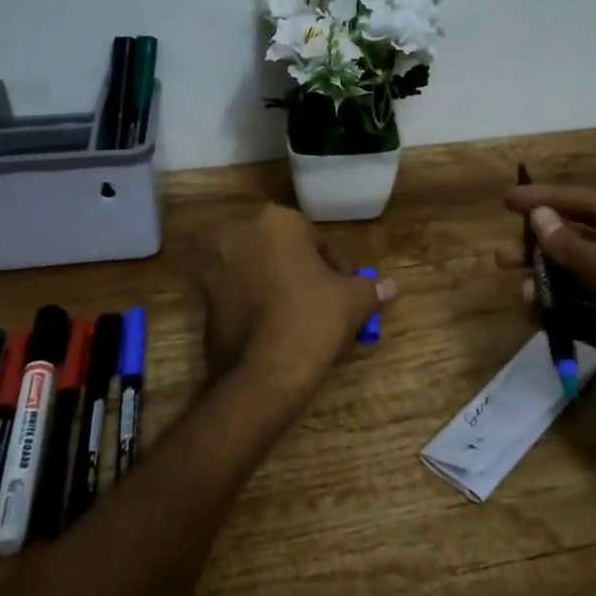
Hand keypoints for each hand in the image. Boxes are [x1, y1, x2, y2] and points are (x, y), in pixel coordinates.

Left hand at [204, 204, 395, 404]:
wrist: (264, 373)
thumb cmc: (313, 319)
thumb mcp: (352, 301)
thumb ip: (370, 287)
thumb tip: (391, 286)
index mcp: (276, 221)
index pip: (315, 239)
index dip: (336, 266)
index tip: (346, 291)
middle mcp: (239, 235)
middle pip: (284, 253)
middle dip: (304, 274)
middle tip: (325, 304)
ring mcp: (216, 269)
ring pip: (260, 274)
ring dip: (279, 290)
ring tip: (302, 322)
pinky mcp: (204, 303)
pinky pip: (240, 298)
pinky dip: (258, 308)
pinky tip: (277, 334)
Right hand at [497, 184, 595, 478]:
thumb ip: (575, 246)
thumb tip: (540, 217)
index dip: (550, 199)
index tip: (507, 200)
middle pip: (588, 241)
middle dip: (546, 246)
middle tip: (503, 255)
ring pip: (584, 278)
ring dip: (551, 281)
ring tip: (521, 290)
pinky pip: (587, 312)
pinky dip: (563, 311)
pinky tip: (538, 315)